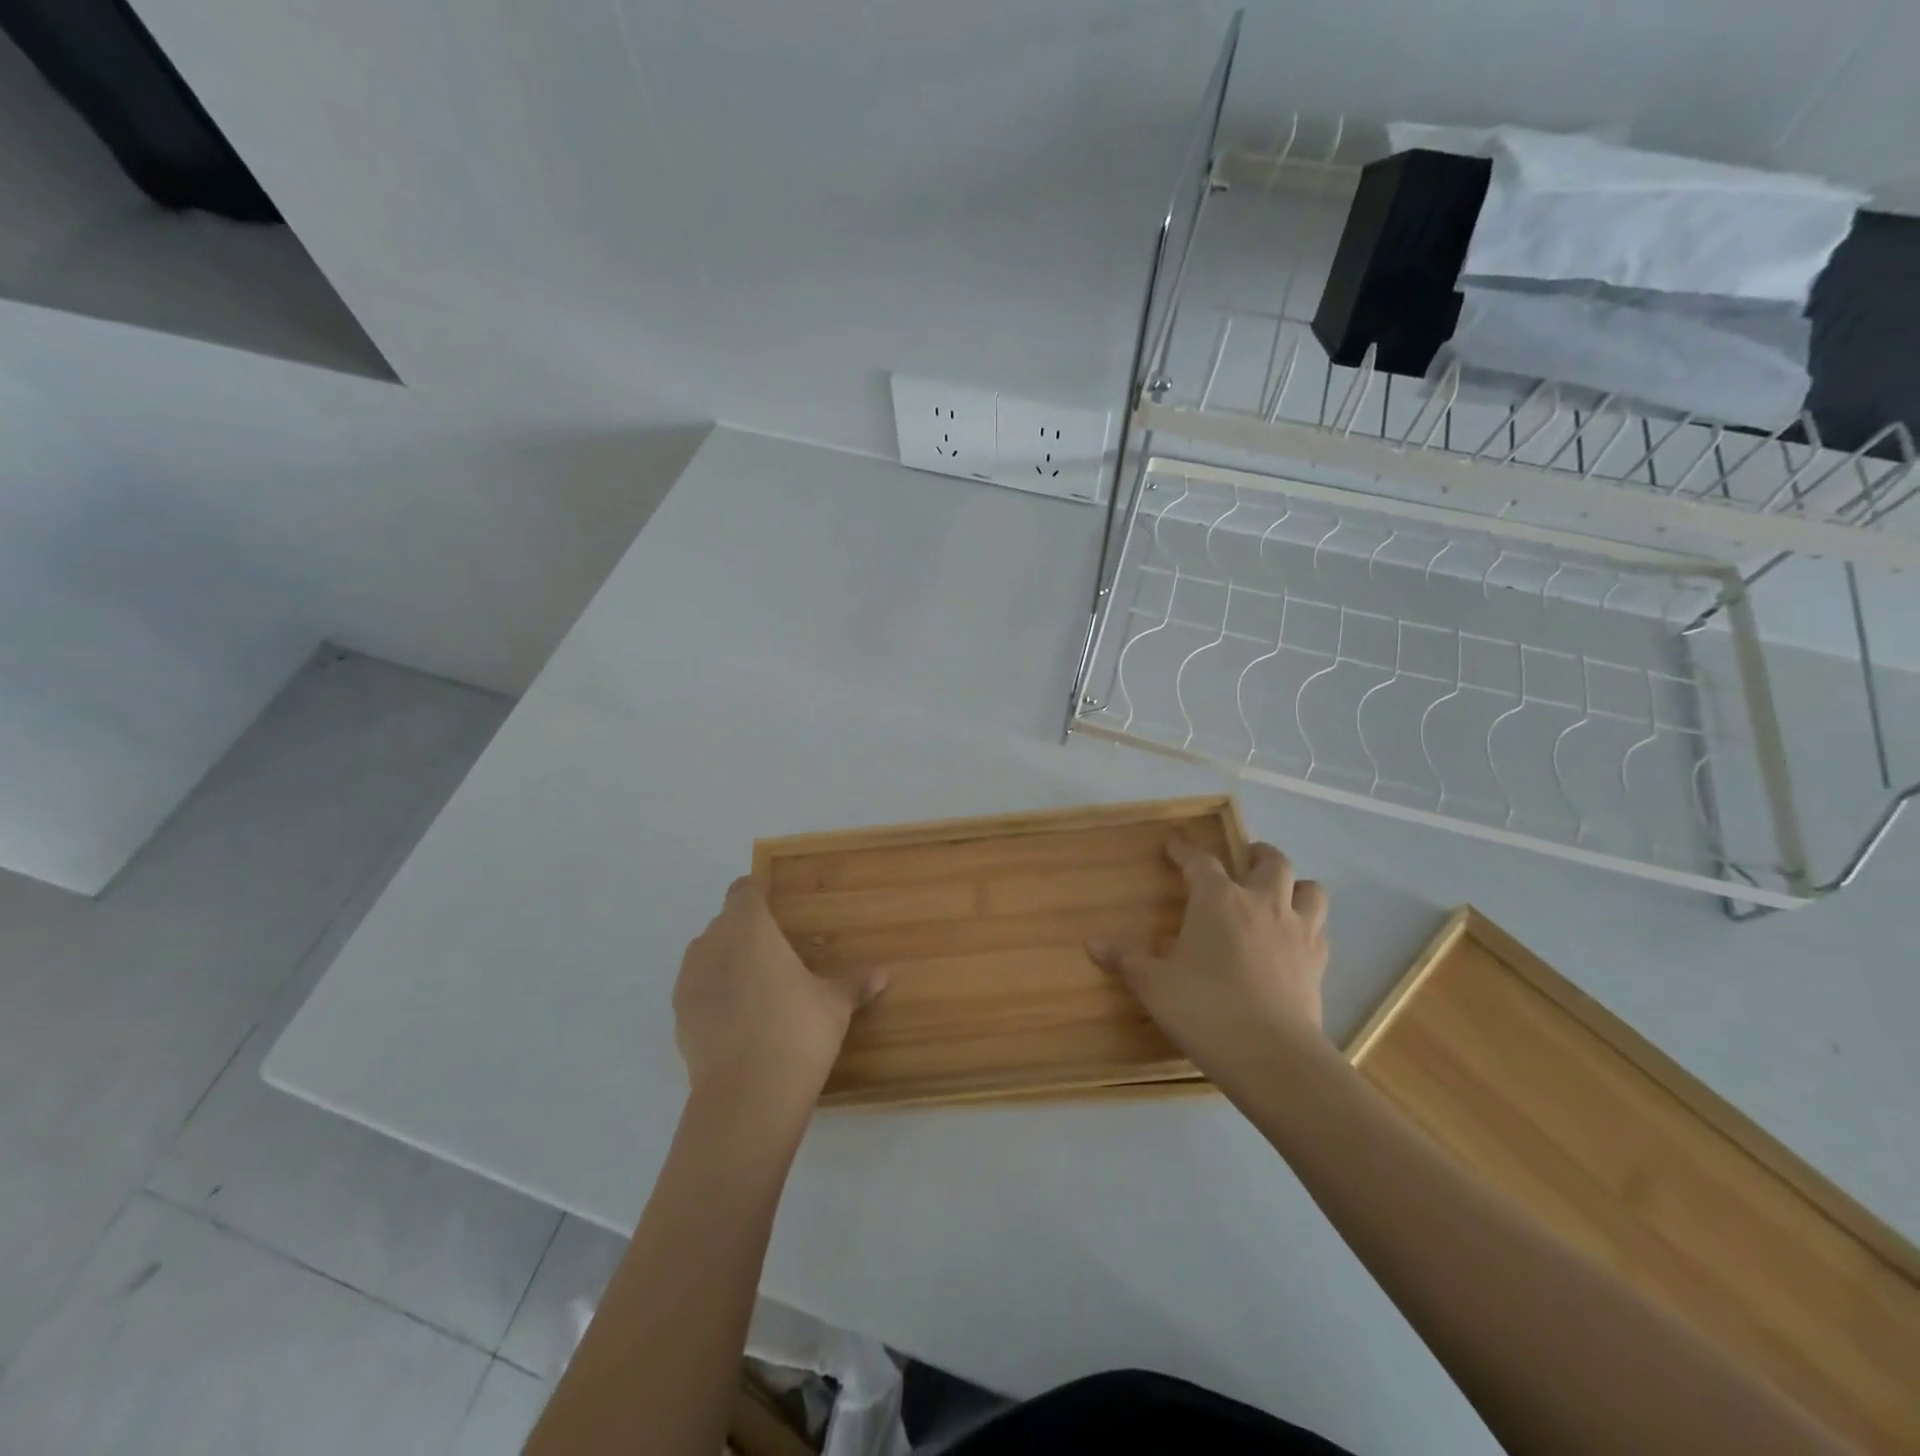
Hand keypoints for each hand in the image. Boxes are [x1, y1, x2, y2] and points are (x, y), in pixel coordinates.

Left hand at [673, 879, 886, 1123]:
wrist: (746, 1096)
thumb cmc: (796, 1031)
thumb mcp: (834, 1004)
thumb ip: (854, 983)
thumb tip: (883, 974)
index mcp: (750, 928)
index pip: (743, 892)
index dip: (756, 895)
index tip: (774, 908)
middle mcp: (713, 944)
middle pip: (725, 923)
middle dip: (745, 931)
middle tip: (776, 953)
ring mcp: (690, 980)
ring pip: (706, 955)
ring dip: (726, 961)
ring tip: (756, 986)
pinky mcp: (678, 1017)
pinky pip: (697, 990)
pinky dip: (714, 994)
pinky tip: (738, 1018)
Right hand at [1090, 840, 1329, 1088]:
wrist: (1272, 1055)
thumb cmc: (1205, 1009)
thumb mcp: (1154, 985)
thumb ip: (1127, 959)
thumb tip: (1092, 944)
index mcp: (1218, 899)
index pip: (1200, 861)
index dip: (1185, 850)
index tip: (1174, 844)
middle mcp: (1262, 903)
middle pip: (1270, 861)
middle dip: (1256, 855)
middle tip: (1243, 861)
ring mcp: (1297, 931)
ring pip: (1309, 889)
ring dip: (1294, 886)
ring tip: (1278, 896)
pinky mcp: (1318, 962)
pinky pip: (1319, 929)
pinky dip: (1307, 926)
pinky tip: (1291, 942)